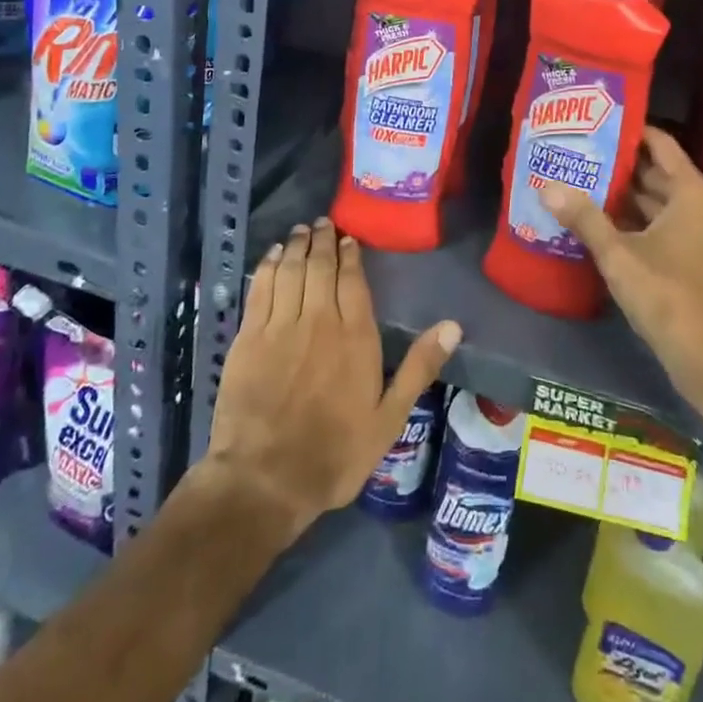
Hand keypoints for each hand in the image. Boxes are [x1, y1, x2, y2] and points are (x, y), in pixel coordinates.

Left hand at [207, 218, 460, 538]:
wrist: (265, 480)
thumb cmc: (334, 453)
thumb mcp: (389, 419)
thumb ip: (419, 368)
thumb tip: (453, 325)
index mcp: (355, 336)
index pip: (353, 280)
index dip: (351, 254)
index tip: (349, 237)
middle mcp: (319, 320)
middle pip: (321, 267)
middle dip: (323, 240)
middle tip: (323, 222)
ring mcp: (280, 326)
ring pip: (292, 271)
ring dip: (298, 246)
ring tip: (302, 229)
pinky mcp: (248, 337)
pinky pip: (261, 289)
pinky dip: (269, 266)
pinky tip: (274, 255)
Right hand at [543, 128, 702, 403]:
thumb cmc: (667, 295)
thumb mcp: (619, 254)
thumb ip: (584, 218)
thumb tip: (547, 187)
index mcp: (691, 192)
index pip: (660, 144)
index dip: (630, 130)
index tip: (598, 122)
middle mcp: (700, 205)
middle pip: (657, 172)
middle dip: (620, 163)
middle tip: (580, 151)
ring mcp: (700, 233)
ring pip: (657, 201)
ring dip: (624, 194)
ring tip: (582, 179)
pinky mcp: (693, 257)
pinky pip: (661, 224)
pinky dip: (635, 219)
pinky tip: (600, 219)